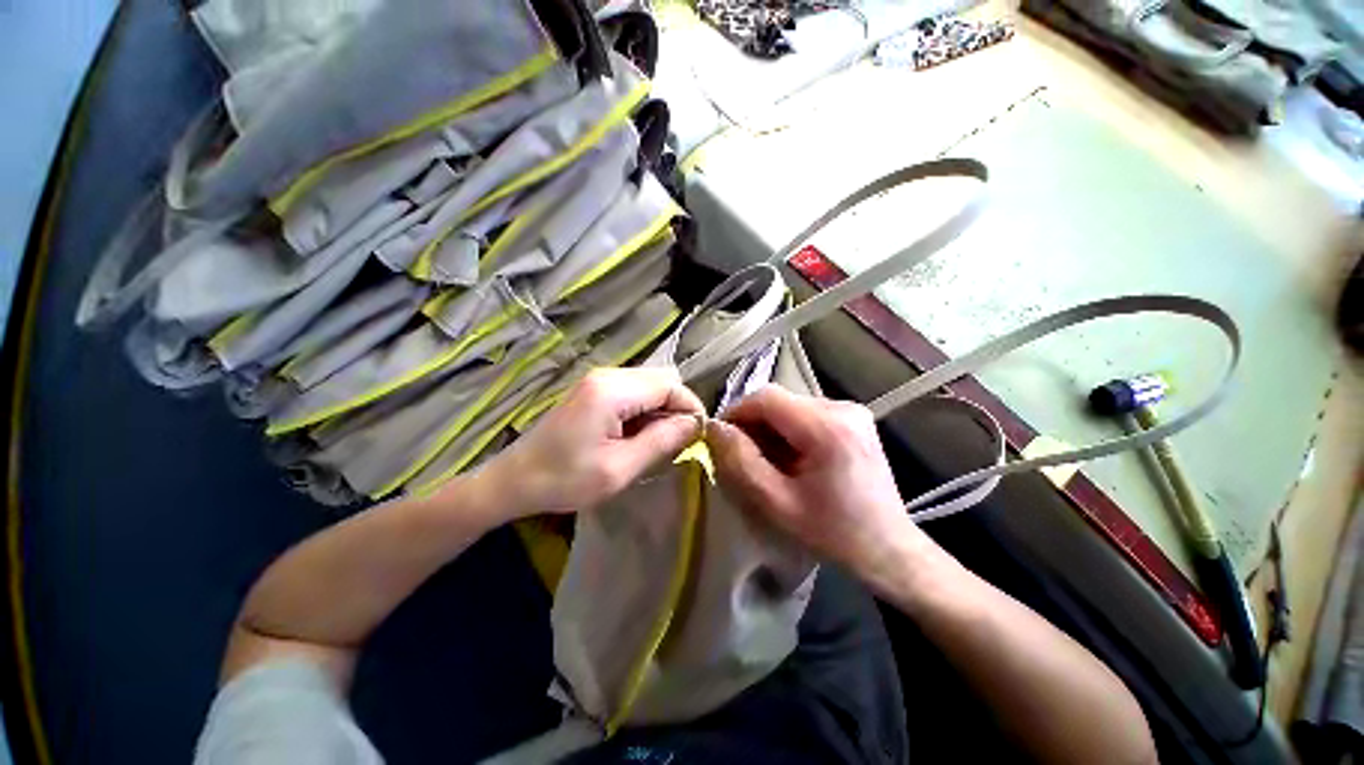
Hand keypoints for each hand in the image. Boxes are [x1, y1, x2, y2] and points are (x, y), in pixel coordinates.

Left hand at [484, 367, 704, 519]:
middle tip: (676, 442)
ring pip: (650, 384)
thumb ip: (662, 441)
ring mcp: (599, 379)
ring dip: (661, 409)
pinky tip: (637, 435)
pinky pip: (634, 391)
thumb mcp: (620, 468)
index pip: (670, 384)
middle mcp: (607, 375)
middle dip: (677, 407)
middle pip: (662, 378)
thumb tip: (695, 424)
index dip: (690, 407)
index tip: (698, 436)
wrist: (514, 480)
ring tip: (656, 442)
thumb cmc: (564, 479)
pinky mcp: (594, 389)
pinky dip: (645, 410)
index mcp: (612, 390)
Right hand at [706, 385, 919, 576]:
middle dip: (753, 424)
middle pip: (778, 400)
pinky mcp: (853, 419)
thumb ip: (741, 462)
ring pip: (789, 406)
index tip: (720, 439)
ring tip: (766, 462)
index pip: (766, 398)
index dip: (736, 412)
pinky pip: (805, 414)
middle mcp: (842, 407)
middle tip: (741, 456)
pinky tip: (789, 459)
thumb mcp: (777, 503)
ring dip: (769, 429)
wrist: (890, 550)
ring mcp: (851, 411)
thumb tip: (715, 429)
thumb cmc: (834, 534)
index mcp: (828, 427)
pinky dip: (788, 431)